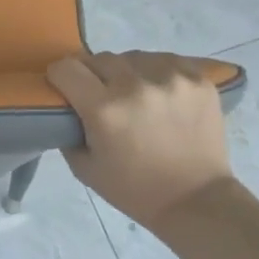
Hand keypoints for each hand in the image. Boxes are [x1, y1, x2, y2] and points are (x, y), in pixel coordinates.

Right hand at [48, 51, 238, 227]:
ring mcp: (172, 78)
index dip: (60, 77)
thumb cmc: (135, 190)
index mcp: (105, 109)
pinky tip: (161, 95)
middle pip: (99, 58)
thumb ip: (67, 129)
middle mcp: (136, 85)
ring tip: (136, 96)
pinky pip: (165, 60)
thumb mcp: (85, 168)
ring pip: (133, 57)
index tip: (66, 88)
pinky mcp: (198, 78)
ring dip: (127, 72)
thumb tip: (65, 104)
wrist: (197, 201)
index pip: (67, 68)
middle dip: (94, 75)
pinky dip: (157, 73)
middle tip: (102, 97)